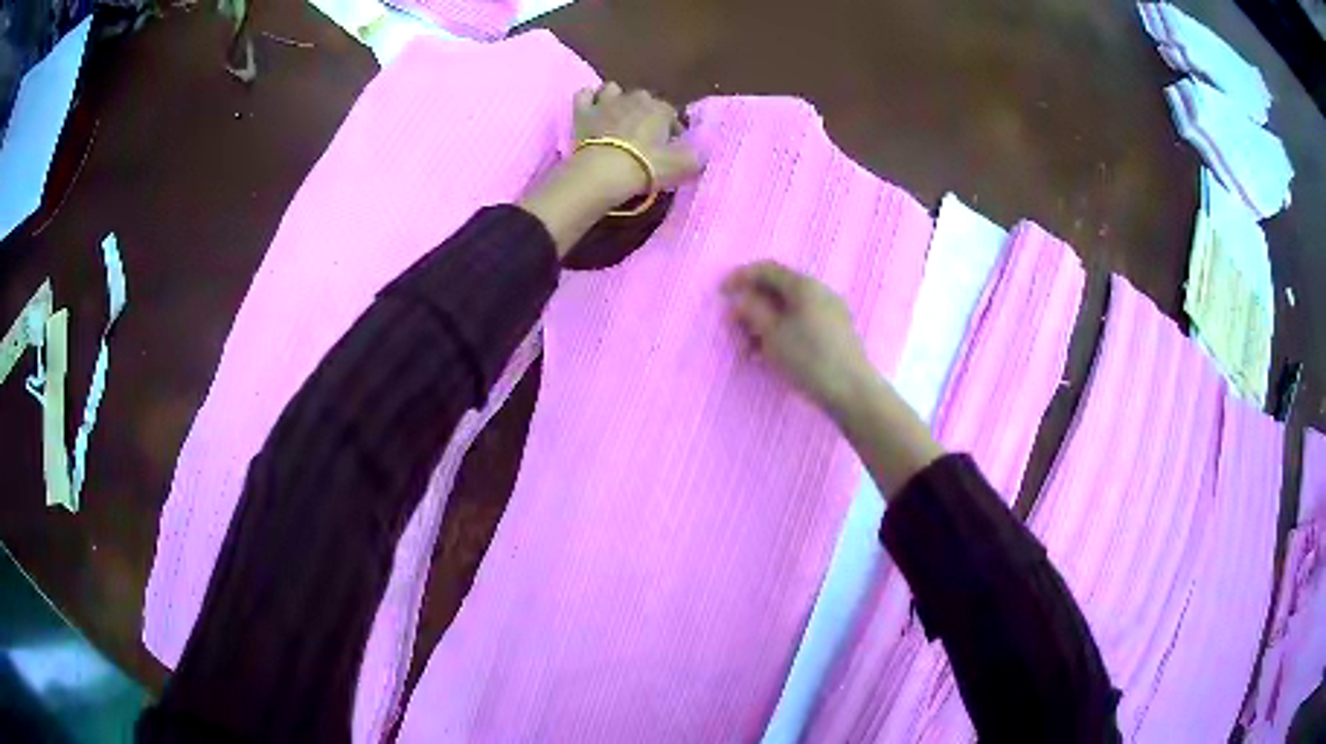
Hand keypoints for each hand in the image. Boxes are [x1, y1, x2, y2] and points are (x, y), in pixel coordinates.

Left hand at [571, 82, 701, 203]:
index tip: (671, 146)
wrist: (603, 171)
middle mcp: (634, 98)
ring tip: (617, 118)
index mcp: (660, 108)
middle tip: (644, 135)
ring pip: (613, 89)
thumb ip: (695, 156)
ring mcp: (606, 102)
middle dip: (645, 112)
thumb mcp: (682, 166)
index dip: (672, 129)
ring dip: (617, 100)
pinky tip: (592, 110)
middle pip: (643, 98)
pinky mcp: (583, 111)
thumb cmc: (646, 166)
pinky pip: (584, 95)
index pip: (672, 113)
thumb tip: (700, 152)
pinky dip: (589, 100)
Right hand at [724, 260, 942, 493]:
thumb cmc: (809, 358)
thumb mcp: (772, 334)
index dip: (741, 277)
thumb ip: (753, 311)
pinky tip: (771, 354)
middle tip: (734, 326)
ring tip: (749, 347)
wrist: (852, 391)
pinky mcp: (835, 332)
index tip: (721, 293)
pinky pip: (802, 322)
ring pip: (789, 309)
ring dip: (765, 322)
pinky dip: (782, 331)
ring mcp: (830, 312)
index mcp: (804, 286)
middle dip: (752, 305)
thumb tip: (743, 299)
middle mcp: (819, 292)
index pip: (767, 269)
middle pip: (778, 289)